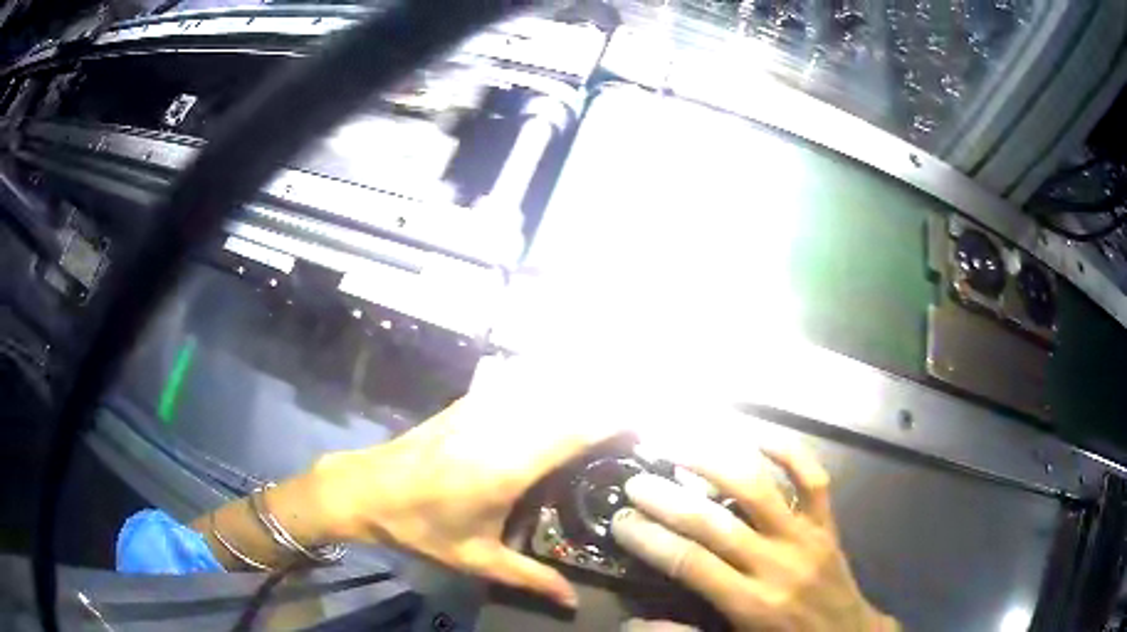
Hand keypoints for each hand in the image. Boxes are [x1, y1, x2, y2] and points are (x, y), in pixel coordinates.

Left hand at [309, 354, 626, 607]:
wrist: (363, 488)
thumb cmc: (420, 527)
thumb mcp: (476, 559)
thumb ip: (529, 579)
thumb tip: (572, 603)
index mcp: (508, 466)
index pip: (575, 429)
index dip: (613, 419)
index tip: (644, 422)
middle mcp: (500, 427)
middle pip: (566, 398)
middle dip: (605, 399)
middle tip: (636, 413)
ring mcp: (480, 408)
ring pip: (543, 384)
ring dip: (578, 387)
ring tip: (606, 399)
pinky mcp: (466, 402)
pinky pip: (517, 383)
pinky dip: (545, 382)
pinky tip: (556, 389)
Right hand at [611, 442, 897, 631]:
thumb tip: (630, 623)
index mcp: (751, 603)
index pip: (691, 564)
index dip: (651, 540)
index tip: (621, 521)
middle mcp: (777, 565)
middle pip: (716, 524)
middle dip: (669, 501)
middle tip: (636, 482)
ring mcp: (806, 538)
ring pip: (760, 491)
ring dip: (718, 465)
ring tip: (682, 447)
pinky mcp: (828, 524)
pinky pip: (813, 480)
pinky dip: (789, 452)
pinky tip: (758, 436)